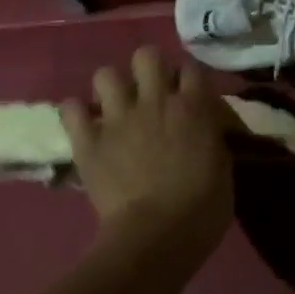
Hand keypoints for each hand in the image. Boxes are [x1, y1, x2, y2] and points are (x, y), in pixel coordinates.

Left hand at [60, 47, 233, 262]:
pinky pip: (71, 110)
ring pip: (105, 74)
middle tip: (149, 91)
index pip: (190, 67)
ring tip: (114, 105)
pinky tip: (84, 124)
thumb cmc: (202, 209)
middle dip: (147, 68)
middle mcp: (156, 101)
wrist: (156, 238)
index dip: (186, 77)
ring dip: (110, 87)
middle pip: (146, 55)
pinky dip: (76, 114)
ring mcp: (119, 119)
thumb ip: (211, 138)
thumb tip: (205, 131)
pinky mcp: (89, 142)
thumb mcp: (223, 167)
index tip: (186, 92)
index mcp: (193, 106)